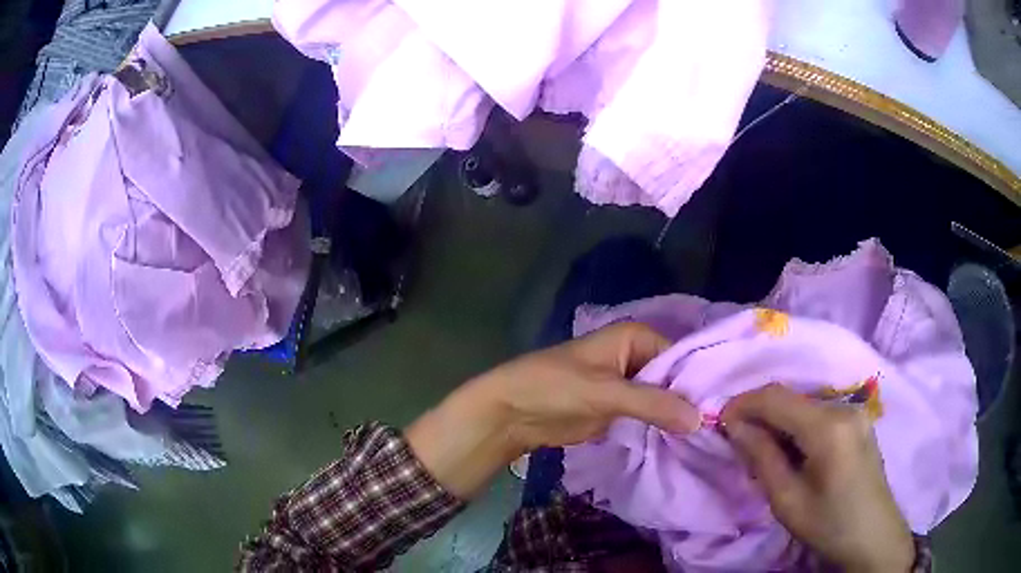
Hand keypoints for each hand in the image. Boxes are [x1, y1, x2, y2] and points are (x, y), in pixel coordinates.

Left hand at [406, 322, 699, 498]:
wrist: (513, 412)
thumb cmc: (555, 387)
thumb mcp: (606, 392)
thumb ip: (653, 403)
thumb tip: (700, 419)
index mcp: (636, 338)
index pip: (681, 357)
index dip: (701, 381)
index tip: (723, 407)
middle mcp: (638, 357)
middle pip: (675, 379)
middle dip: (691, 401)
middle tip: (721, 427)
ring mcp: (630, 384)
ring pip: (664, 399)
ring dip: (678, 417)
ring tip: (710, 437)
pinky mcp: (620, 409)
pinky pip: (649, 416)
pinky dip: (662, 427)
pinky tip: (684, 443)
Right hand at [721, 384, 914, 572]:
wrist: (873, 535)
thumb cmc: (828, 524)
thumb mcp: (787, 500)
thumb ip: (761, 457)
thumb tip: (734, 425)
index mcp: (828, 426)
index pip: (777, 397)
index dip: (743, 404)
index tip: (718, 422)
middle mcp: (844, 407)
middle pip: (791, 399)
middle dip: (759, 415)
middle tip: (738, 444)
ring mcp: (855, 411)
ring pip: (804, 406)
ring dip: (777, 423)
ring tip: (763, 454)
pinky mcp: (858, 421)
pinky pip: (818, 414)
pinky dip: (796, 428)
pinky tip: (791, 453)